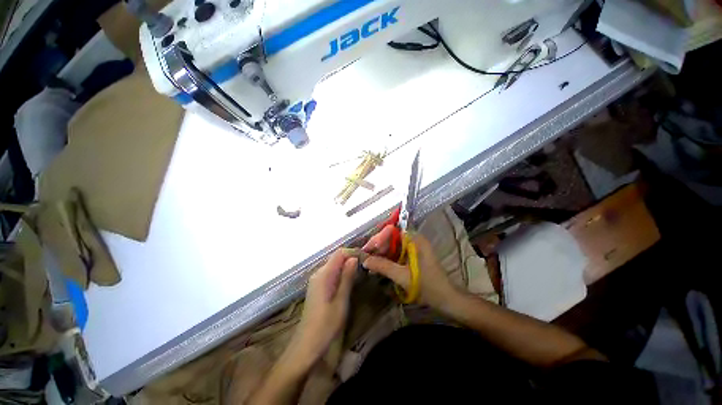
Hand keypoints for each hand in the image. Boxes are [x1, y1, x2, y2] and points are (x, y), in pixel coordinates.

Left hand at [289, 249, 356, 367]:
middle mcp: (318, 273)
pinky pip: (331, 272)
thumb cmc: (326, 325)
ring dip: (347, 264)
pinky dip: (341, 271)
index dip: (353, 252)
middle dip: (351, 257)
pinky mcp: (317, 286)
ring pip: (334, 264)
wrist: (306, 345)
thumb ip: (347, 277)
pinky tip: (349, 279)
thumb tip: (354, 258)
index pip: (339, 253)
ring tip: (361, 270)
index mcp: (324, 274)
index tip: (366, 257)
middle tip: (366, 264)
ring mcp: (316, 280)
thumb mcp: (341, 301)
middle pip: (336, 257)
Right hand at [363, 225, 459, 308]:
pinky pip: (396, 253)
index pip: (391, 231)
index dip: (377, 239)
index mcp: (414, 240)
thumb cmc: (428, 286)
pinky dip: (387, 258)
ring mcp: (413, 248)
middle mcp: (414, 240)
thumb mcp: (403, 277)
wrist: (446, 298)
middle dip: (377, 247)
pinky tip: (378, 266)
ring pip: (392, 246)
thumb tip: (364, 260)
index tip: (367, 250)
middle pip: (390, 238)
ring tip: (368, 263)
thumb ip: (383, 266)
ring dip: (380, 253)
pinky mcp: (412, 256)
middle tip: (365, 258)